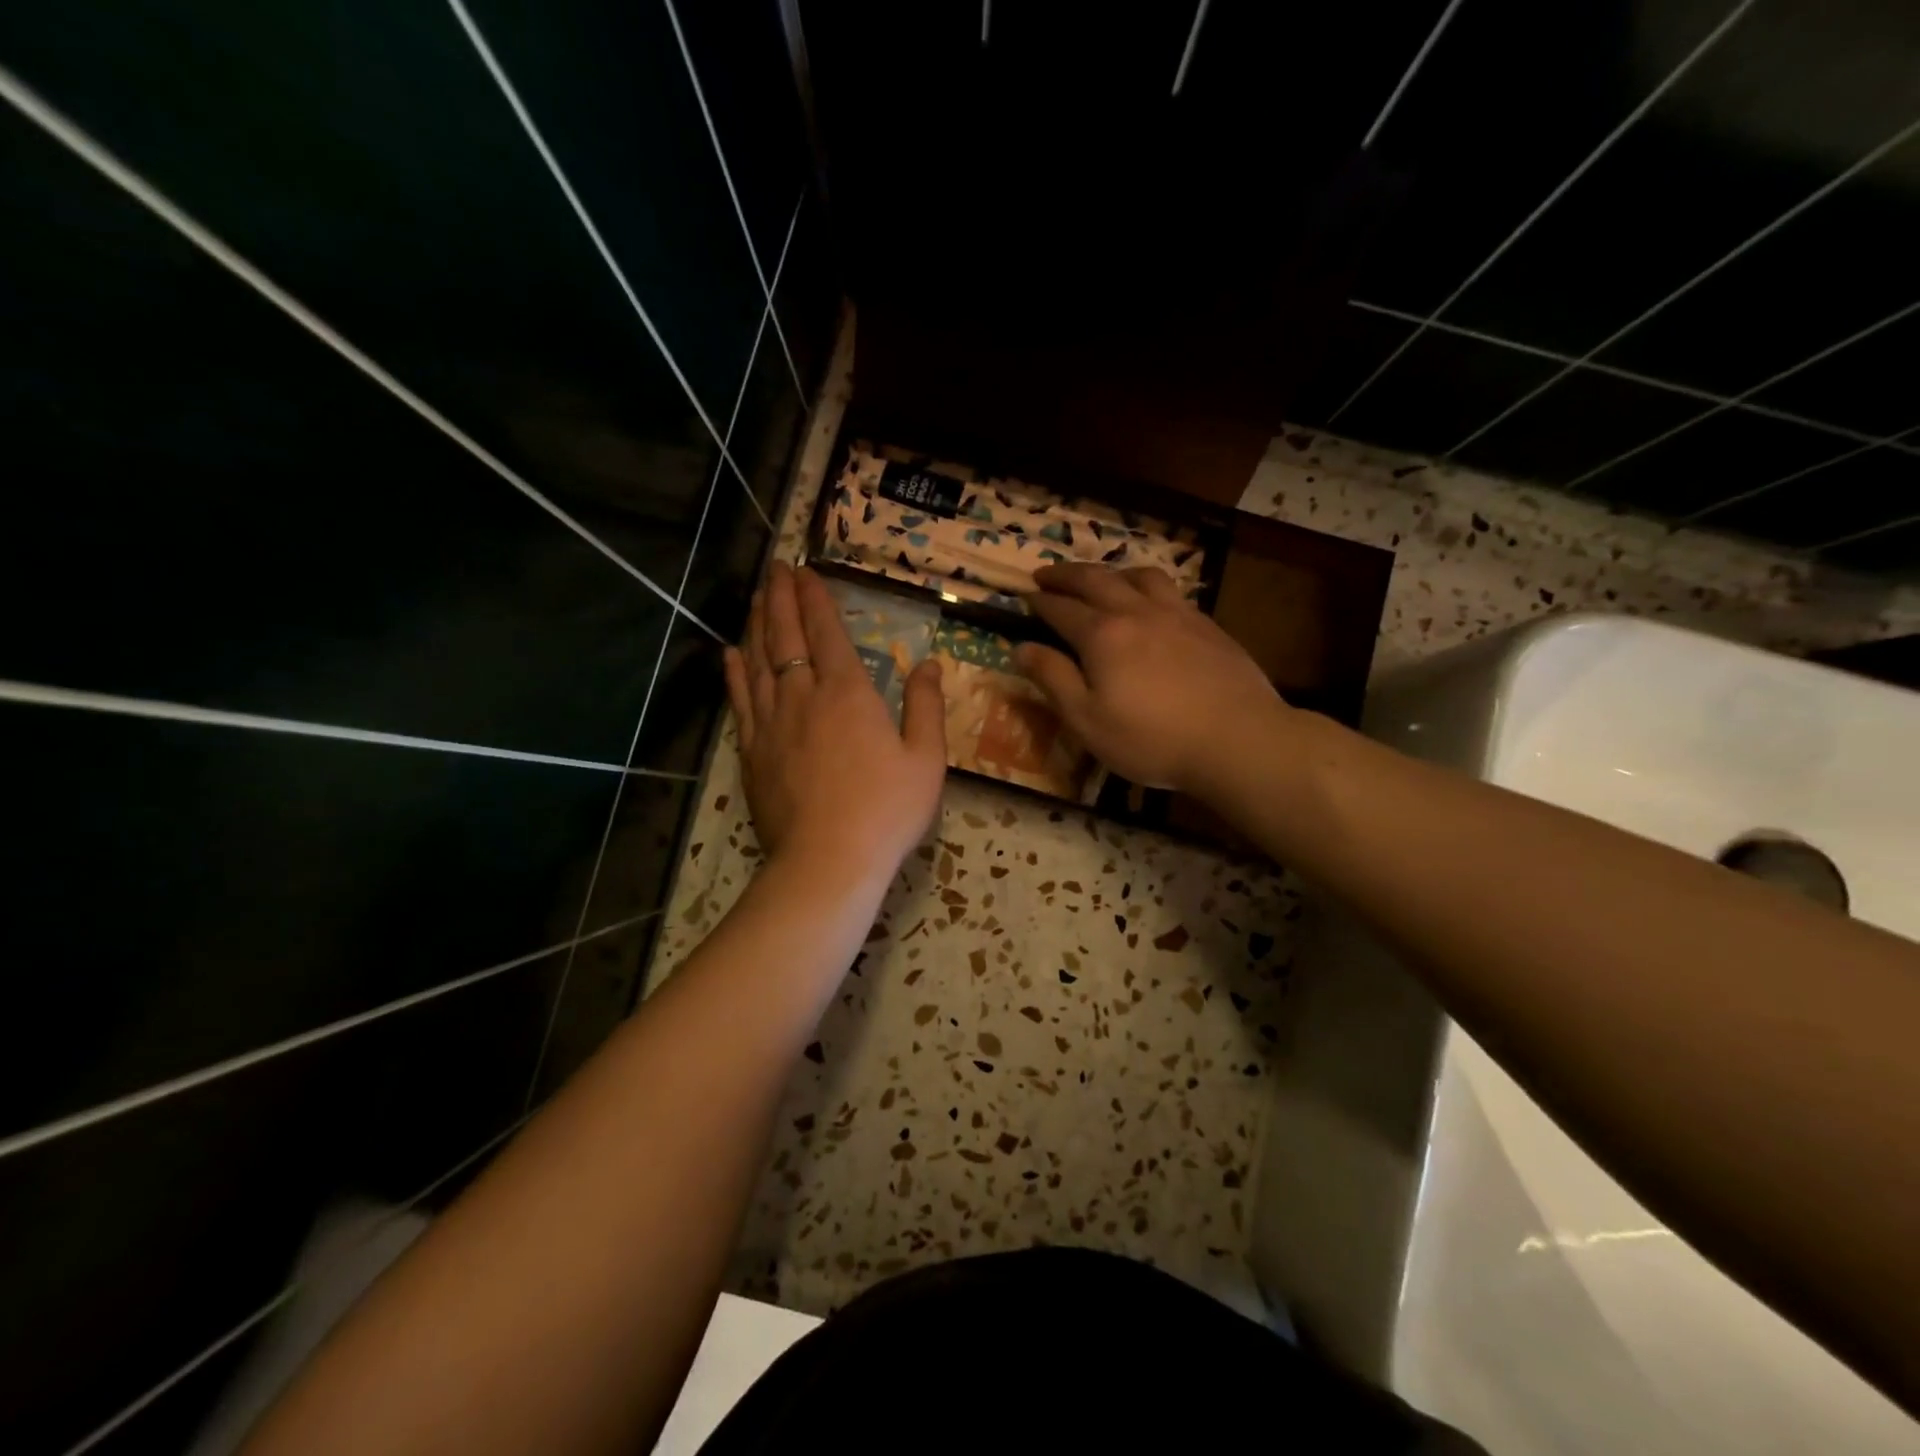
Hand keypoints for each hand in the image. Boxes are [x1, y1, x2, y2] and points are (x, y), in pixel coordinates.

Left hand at [724, 562, 947, 874]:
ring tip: (756, 597)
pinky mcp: (753, 751)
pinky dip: (735, 673)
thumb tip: (928, 664)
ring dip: (757, 624)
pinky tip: (730, 653)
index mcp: (848, 692)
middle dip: (781, 598)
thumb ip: (926, 706)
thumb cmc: (886, 810)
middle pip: (786, 636)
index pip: (826, 631)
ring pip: (758, 660)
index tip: (804, 570)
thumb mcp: (926, 759)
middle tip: (775, 568)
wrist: (828, 861)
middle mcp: (803, 696)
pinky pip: (741, 700)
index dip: (815, 597)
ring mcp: (772, 723)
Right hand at [1014, 563, 1284, 794]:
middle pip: (1096, 580)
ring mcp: (1177, 614)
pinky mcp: (1207, 625)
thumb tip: (1021, 648)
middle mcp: (1137, 612)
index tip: (1023, 597)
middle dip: (1066, 574)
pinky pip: (1170, 590)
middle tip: (1046, 574)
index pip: (1061, 609)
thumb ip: (1053, 679)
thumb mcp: (1087, 720)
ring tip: (1101, 580)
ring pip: (1138, 576)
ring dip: (1111, 572)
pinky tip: (1151, 603)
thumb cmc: (1152, 739)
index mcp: (1102, 635)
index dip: (1039, 602)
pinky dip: (1147, 586)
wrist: (1237, 739)